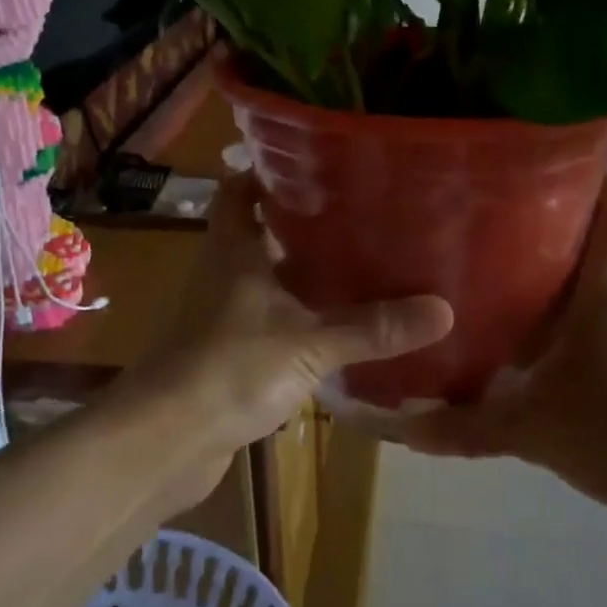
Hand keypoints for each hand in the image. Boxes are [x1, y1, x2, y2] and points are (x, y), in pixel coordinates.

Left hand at [122, 175, 453, 509]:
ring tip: (362, 267)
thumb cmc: (229, 369)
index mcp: (233, 250)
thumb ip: (372, 328)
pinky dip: (300, 321)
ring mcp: (223, 317)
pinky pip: (271, 324)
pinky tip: (338, 330)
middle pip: (262, 234)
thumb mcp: (309, 343)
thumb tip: (443, 310)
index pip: (240, 190)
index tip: (320, 165)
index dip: (270, 172)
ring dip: (305, 276)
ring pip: (268, 281)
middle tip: (363, 217)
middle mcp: (224, 274)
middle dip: (306, 225)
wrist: (164, 441)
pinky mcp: (228, 355)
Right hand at [390, 173, 606, 523]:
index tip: (564, 143)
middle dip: (551, 217)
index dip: (599, 173)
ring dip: (550, 268)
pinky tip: (519, 333)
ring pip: (585, 284)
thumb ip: (464, 427)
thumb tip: (399, 426)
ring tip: (491, 259)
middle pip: (590, 242)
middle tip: (492, 202)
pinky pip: (585, 321)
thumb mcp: (531, 429)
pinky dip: (556, 314)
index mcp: (601, 295)